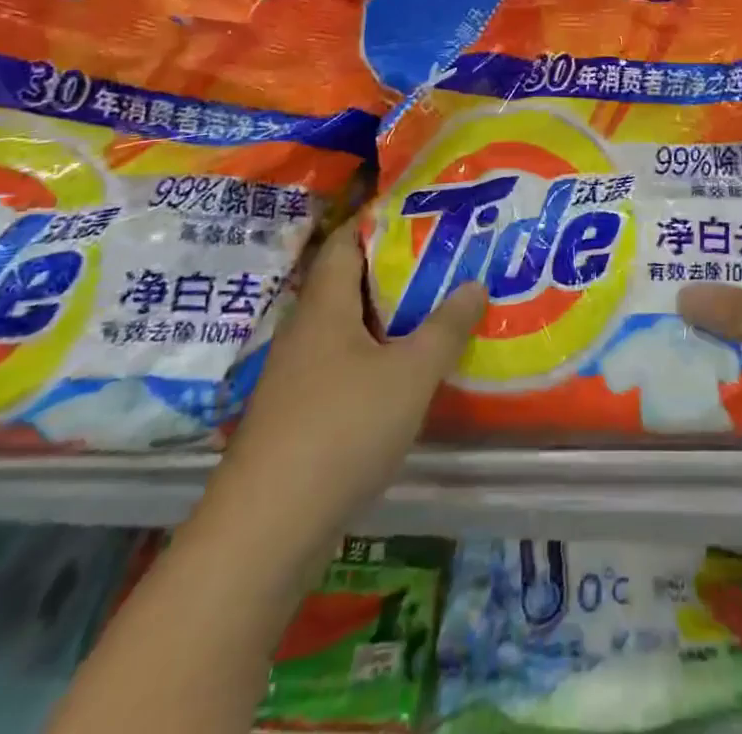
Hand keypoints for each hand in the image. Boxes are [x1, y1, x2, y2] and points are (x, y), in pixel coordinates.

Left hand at [216, 214, 487, 530]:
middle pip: (348, 284)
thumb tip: (475, 284)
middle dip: (394, 269)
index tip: (421, 211)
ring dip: (388, 317)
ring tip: (436, 308)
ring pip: (348, 329)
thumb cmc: (342, 429)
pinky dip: (376, 357)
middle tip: (445, 258)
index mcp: (323, 307)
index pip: (344, 242)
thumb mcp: (410, 373)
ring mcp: (297, 378)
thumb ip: (446, 327)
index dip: (377, 221)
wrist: (266, 531)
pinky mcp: (299, 417)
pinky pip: (344, 366)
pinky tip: (408, 372)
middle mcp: (304, 333)